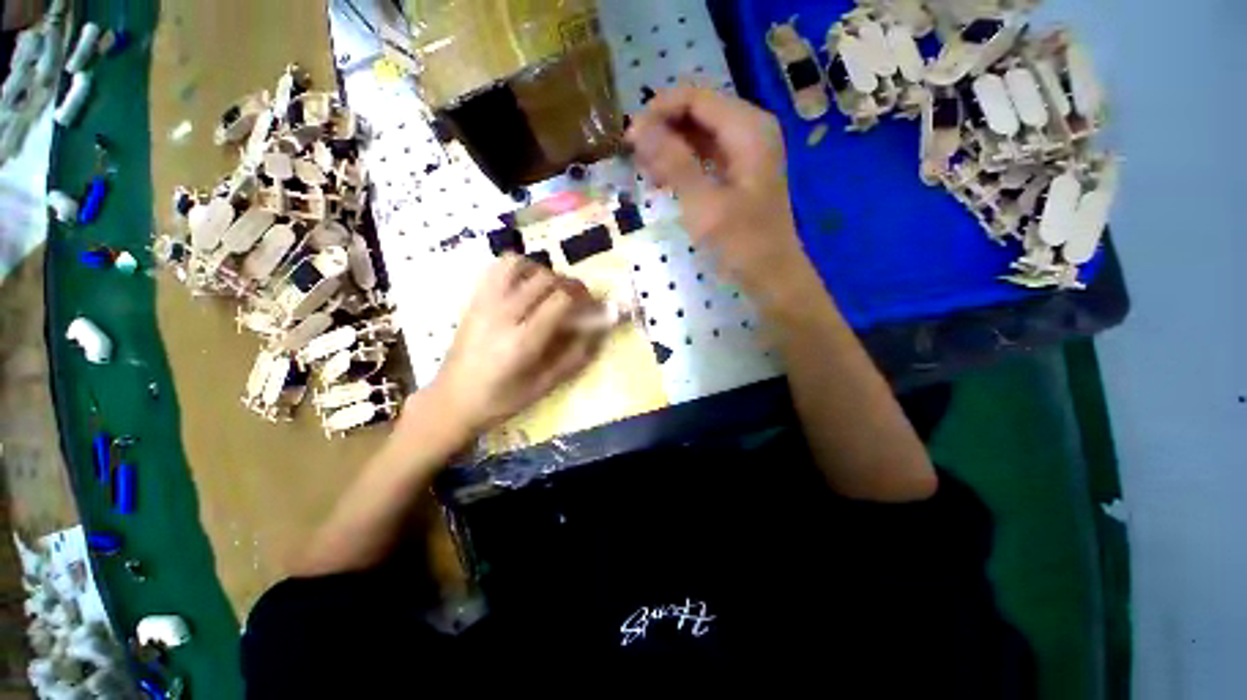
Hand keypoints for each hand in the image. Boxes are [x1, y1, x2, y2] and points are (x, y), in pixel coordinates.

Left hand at [427, 255, 597, 433]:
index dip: (584, 299)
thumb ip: (574, 357)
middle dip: (570, 284)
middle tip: (579, 300)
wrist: (451, 400)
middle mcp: (503, 314)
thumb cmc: (501, 400)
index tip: (594, 307)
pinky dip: (519, 268)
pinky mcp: (474, 299)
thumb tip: (598, 331)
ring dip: (544, 272)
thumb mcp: (544, 387)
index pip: (561, 300)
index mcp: (522, 341)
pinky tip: (526, 285)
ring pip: (521, 264)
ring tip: (552, 290)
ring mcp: (484, 303)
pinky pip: (497, 268)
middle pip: (545, 279)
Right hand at [626, 87, 817, 304]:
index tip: (630, 138)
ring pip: (699, 132)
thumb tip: (637, 128)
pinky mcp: (739, 170)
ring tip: (644, 170)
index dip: (659, 111)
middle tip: (634, 157)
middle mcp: (749, 129)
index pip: (695, 97)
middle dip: (663, 129)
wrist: (771, 274)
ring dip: (669, 147)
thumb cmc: (741, 243)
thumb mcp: (704, 205)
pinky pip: (705, 153)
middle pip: (697, 111)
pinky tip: (663, 180)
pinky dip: (682, 163)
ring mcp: (746, 150)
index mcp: (748, 128)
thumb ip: (673, 163)